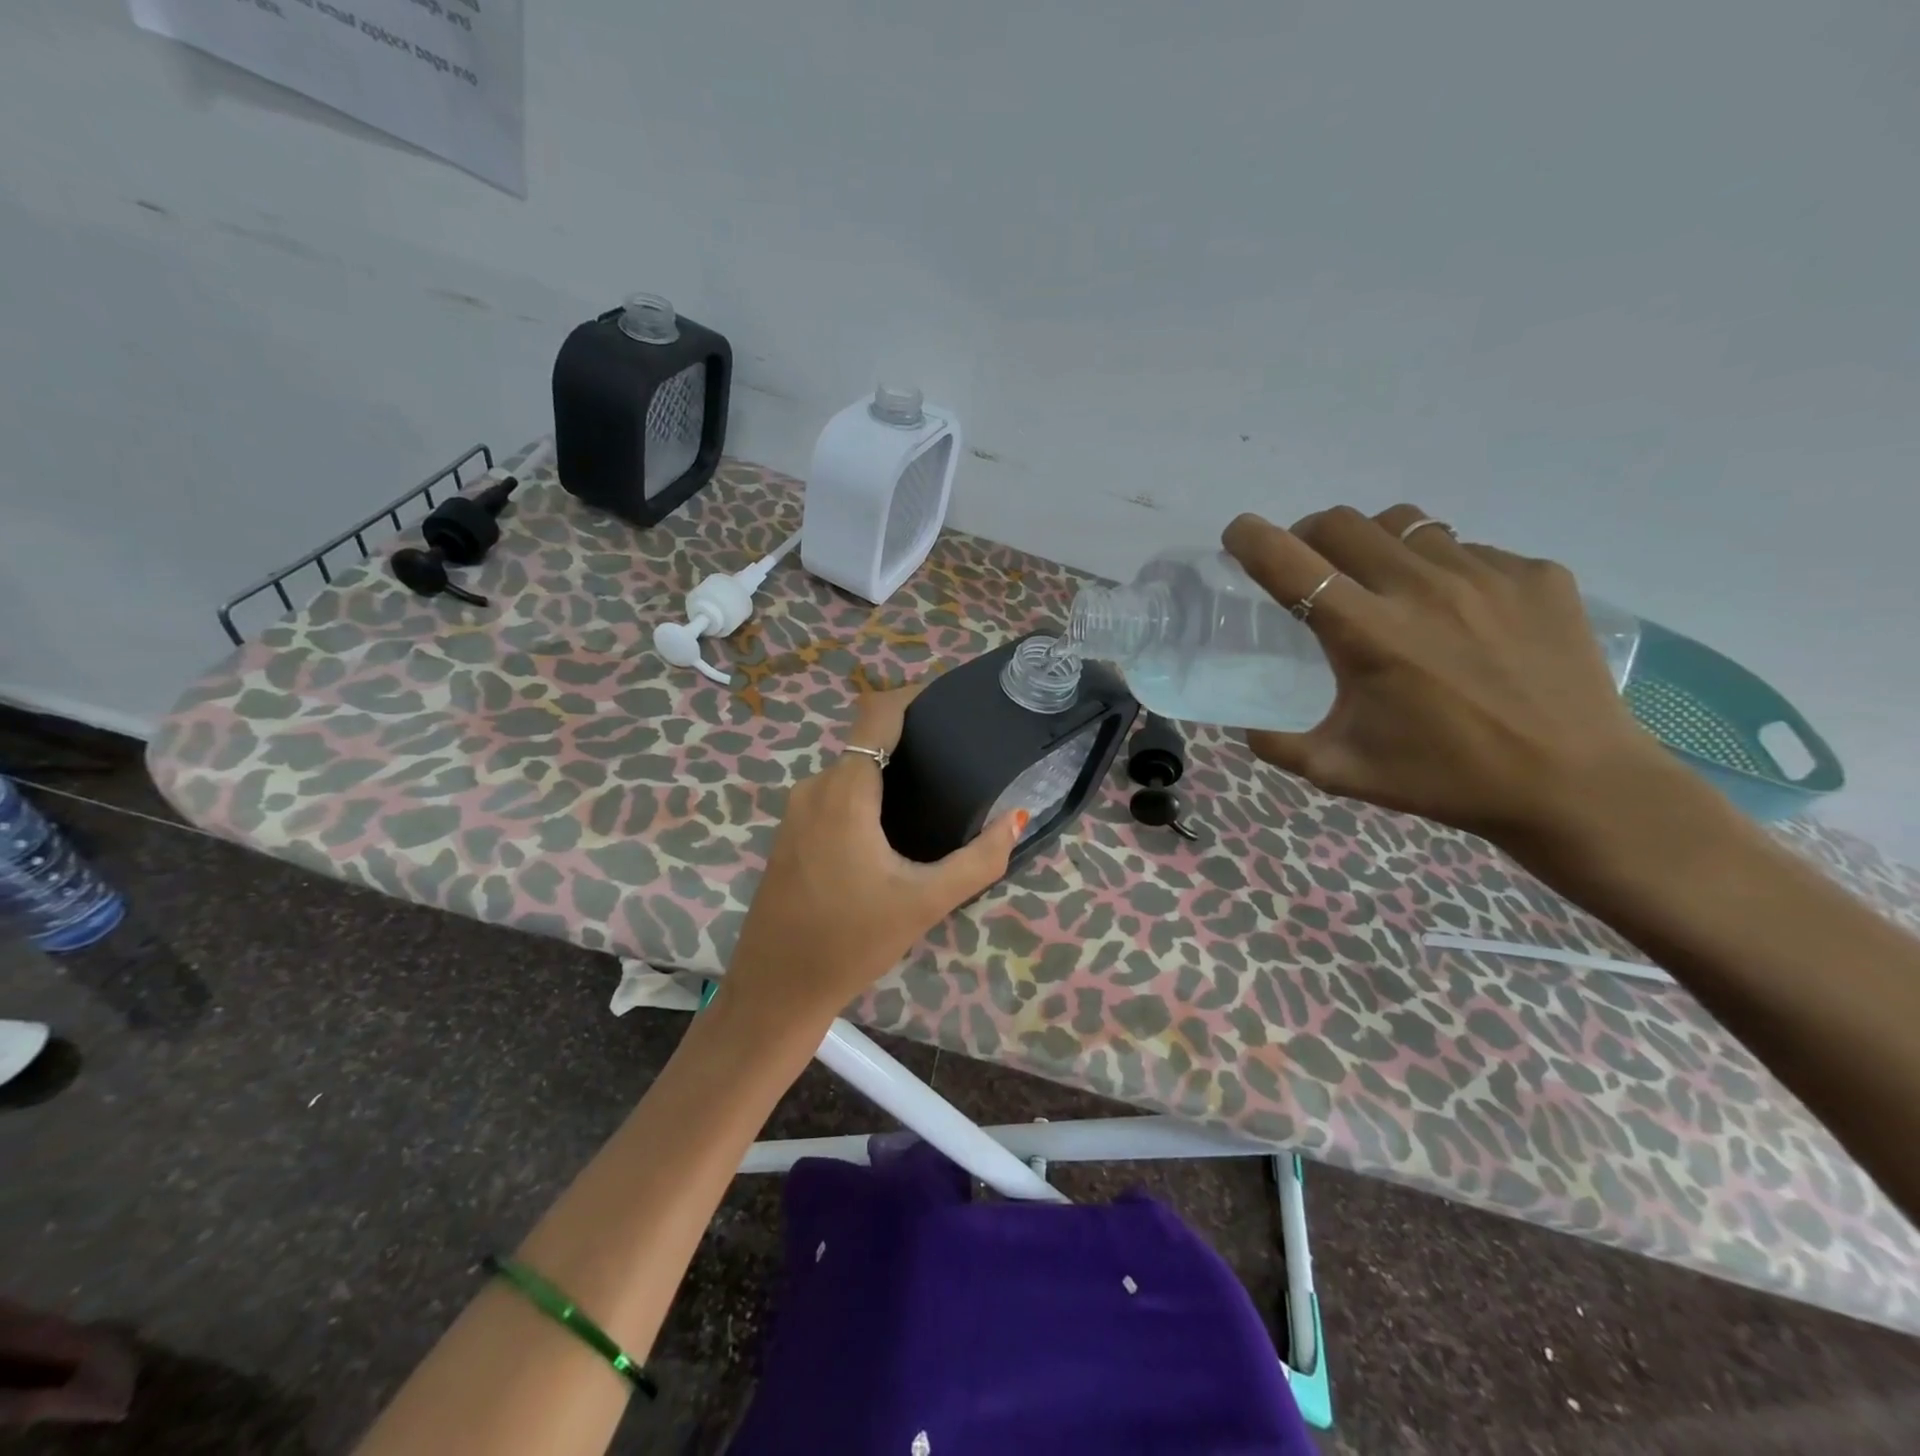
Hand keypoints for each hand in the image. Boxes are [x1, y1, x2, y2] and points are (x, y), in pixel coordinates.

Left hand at [720, 683, 1026, 1025]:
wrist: (775, 989)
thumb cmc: (851, 941)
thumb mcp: (926, 902)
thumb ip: (979, 859)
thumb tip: (1017, 818)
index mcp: (844, 791)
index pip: (877, 713)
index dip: (913, 695)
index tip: (953, 701)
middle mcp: (815, 787)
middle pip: (867, 740)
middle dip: (911, 740)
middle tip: (959, 757)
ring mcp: (796, 810)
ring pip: (851, 770)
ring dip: (889, 771)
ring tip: (936, 790)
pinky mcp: (791, 833)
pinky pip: (836, 793)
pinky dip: (867, 794)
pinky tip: (897, 824)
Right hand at [1222, 504, 1675, 843]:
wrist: (1575, 784)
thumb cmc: (1446, 779)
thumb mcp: (1342, 772)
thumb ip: (1279, 746)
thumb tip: (1248, 728)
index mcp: (1366, 633)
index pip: (1288, 562)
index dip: (1251, 538)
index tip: (1238, 536)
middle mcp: (1420, 587)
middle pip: (1342, 522)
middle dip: (1308, 535)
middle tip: (1310, 569)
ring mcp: (1486, 573)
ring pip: (1405, 526)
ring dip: (1374, 546)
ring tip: (1383, 585)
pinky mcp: (1536, 574)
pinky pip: (1468, 550)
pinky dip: (1441, 570)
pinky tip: (1457, 615)